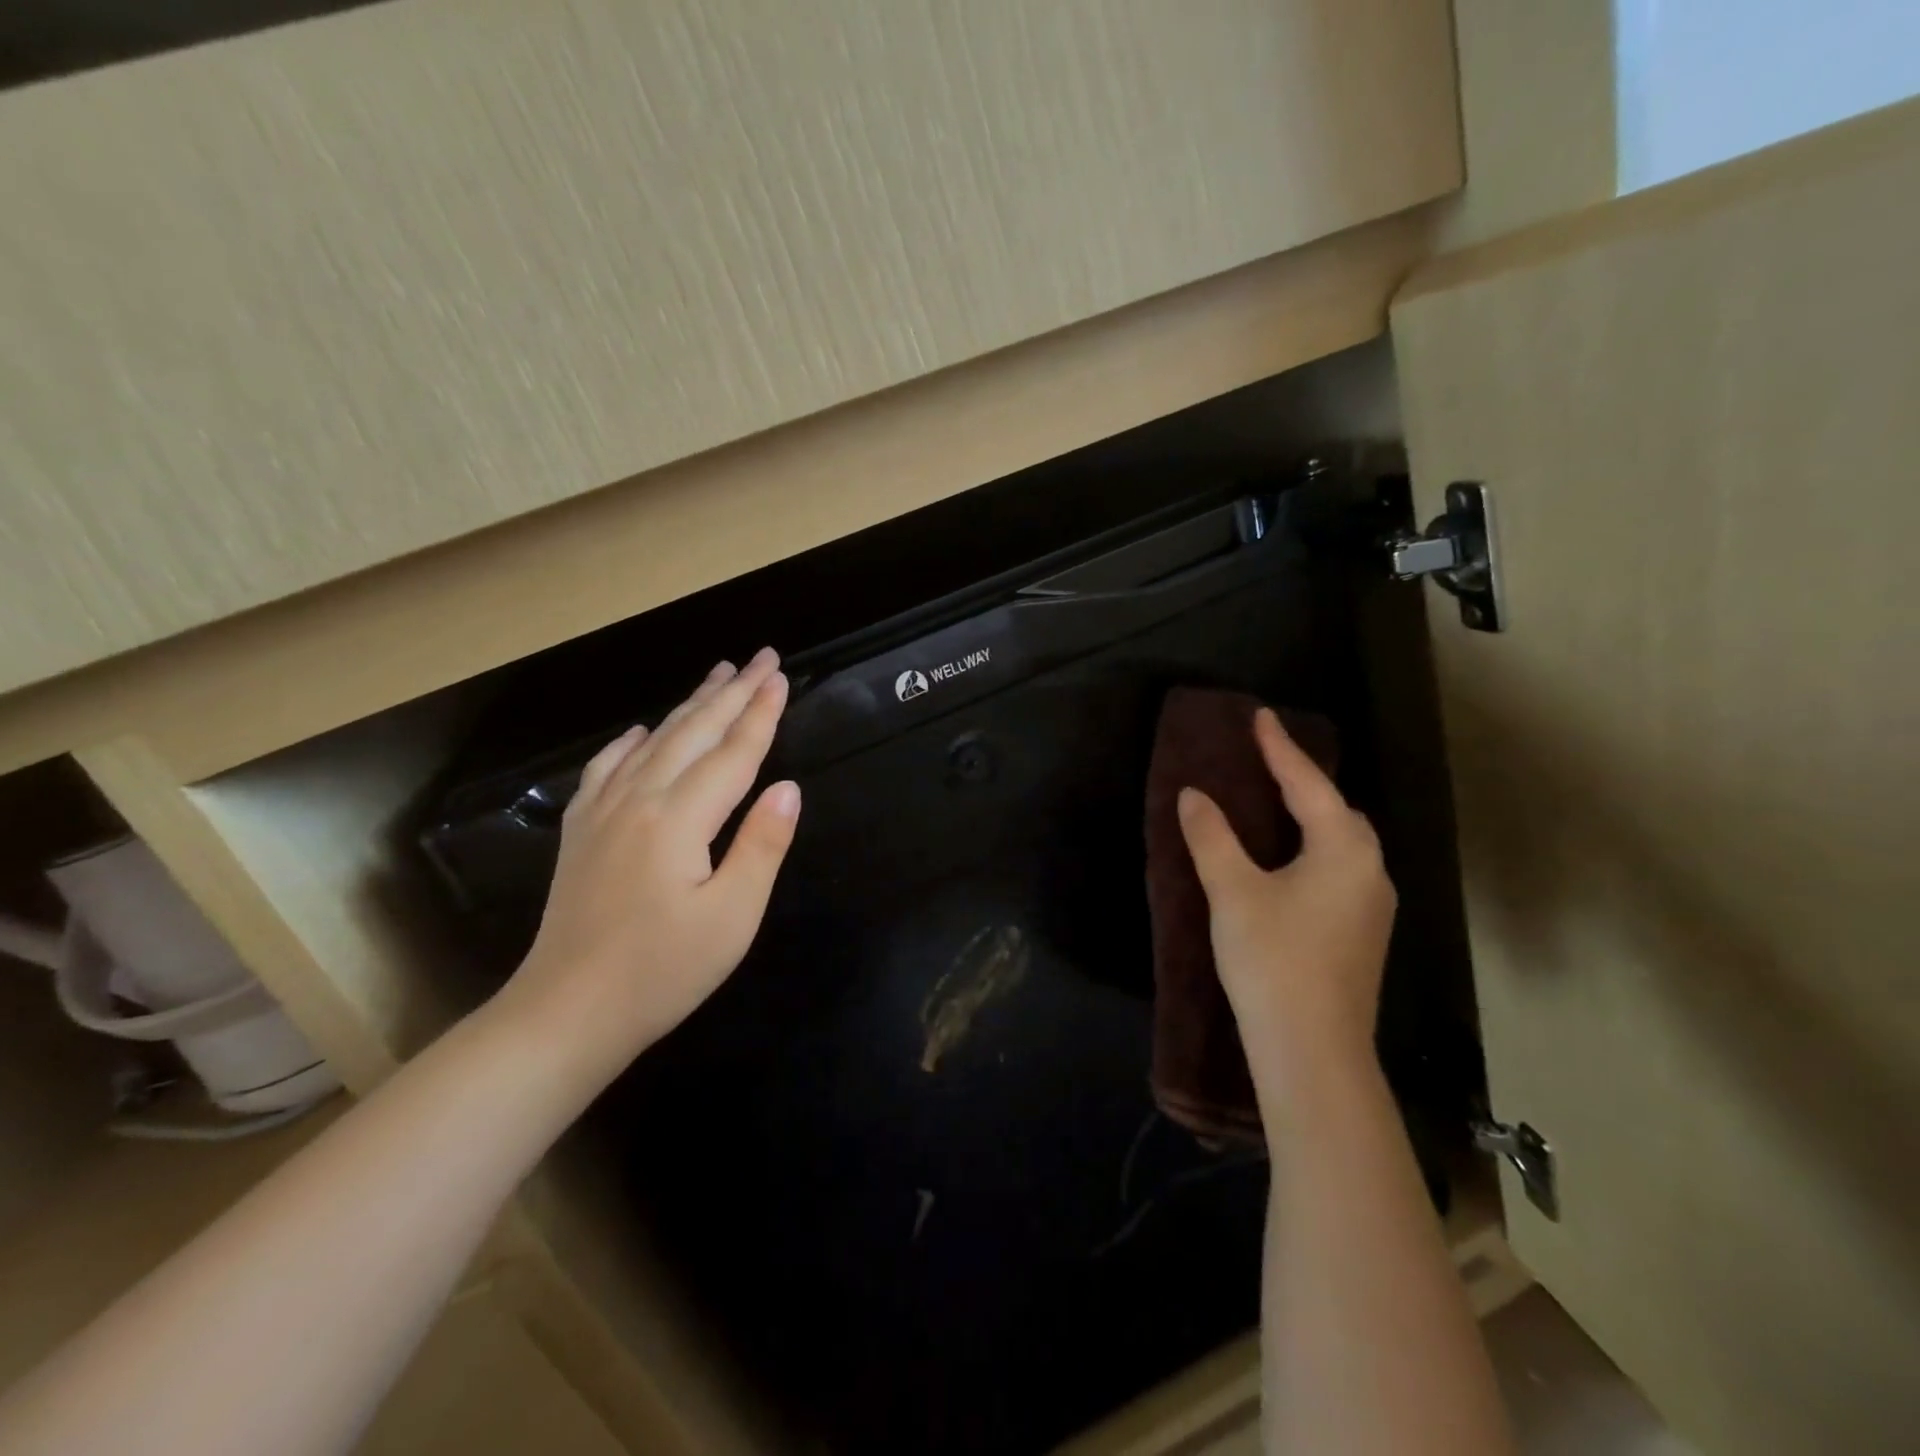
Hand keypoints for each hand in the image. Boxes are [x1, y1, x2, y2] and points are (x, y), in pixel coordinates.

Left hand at [493, 648, 800, 1090]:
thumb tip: (788, 787)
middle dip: (732, 693)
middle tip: (760, 658)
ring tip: (717, 675)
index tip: (781, 676)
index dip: (761, 714)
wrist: (566, 1013)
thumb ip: (762, 845)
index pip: (733, 754)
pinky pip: (606, 768)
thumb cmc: (662, 972)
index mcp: (679, 819)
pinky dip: (629, 742)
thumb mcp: (732, 917)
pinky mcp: (581, 831)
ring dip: (689, 705)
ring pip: (653, 741)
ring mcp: (602, 812)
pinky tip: (639, 730)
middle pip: (694, 733)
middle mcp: (639, 800)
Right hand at [1176, 707, 1395, 1112]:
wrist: (1313, 1051)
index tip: (1260, 716)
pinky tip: (1289, 862)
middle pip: (1338, 811)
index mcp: (1343, 851)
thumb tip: (1193, 795)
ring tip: (1276, 804)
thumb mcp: (1233, 892)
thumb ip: (1212, 838)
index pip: (1308, 785)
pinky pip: (1340, 869)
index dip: (1279, 749)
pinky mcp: (1361, 935)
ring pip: (1343, 843)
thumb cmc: (1274, 960)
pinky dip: (1314, 848)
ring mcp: (1372, 907)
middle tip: (1266, 762)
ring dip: (1312, 817)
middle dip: (1304, 782)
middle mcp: (1370, 872)